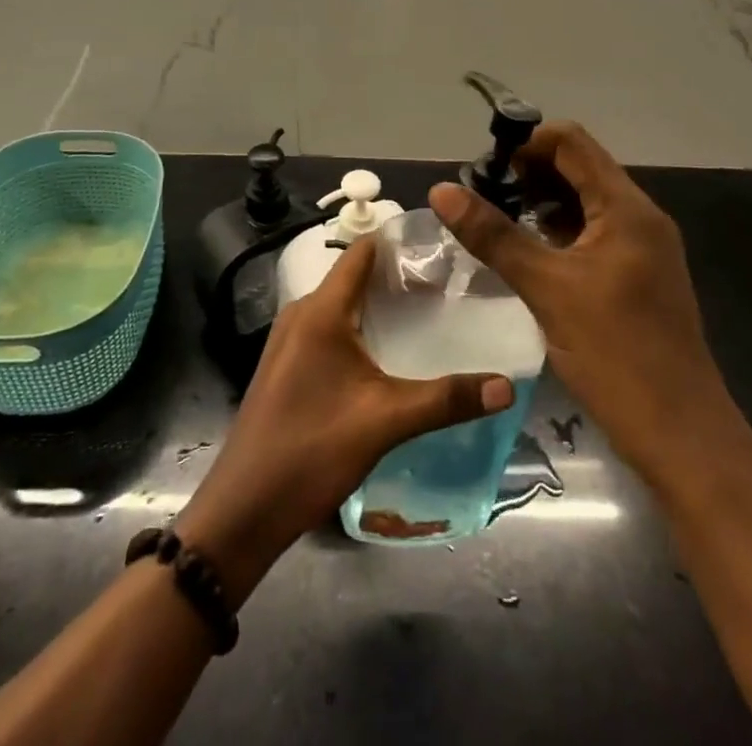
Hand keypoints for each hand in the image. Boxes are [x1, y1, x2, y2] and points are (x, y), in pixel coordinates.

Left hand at [175, 236, 513, 600]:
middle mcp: (302, 313)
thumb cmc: (312, 451)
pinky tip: (390, 354)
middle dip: (398, 276)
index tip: (442, 243)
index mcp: (320, 310)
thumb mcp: (385, 422)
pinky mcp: (287, 365)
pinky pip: (329, 329)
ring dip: (379, 305)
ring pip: (342, 305)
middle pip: (354, 277)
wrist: (244, 508)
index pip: (362, 252)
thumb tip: (507, 385)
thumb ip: (446, 400)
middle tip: (449, 284)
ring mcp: (290, 340)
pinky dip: (360, 329)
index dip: (399, 241)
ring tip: (429, 315)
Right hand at [429, 122, 734, 484]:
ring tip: (494, 222)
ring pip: (583, 202)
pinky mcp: (636, 276)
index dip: (525, 144)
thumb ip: (493, 235)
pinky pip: (591, 233)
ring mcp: (641, 248)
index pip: (570, 142)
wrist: (681, 437)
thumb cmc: (616, 354)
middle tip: (481, 197)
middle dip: (527, 174)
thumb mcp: (546, 289)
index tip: (484, 170)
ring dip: (539, 202)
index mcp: (626, 208)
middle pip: (578, 168)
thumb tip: (441, 190)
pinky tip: (525, 252)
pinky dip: (556, 231)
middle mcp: (638, 217)